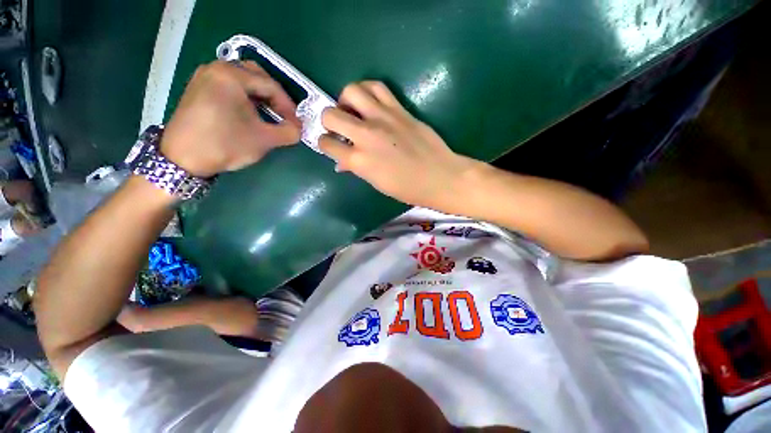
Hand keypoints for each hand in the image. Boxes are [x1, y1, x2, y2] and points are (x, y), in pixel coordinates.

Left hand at [161, 61, 301, 177]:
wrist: (182, 159)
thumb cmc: (225, 144)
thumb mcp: (264, 140)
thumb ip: (288, 133)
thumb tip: (299, 130)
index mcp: (231, 75)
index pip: (270, 85)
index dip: (288, 106)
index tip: (297, 124)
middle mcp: (216, 68)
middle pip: (256, 76)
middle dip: (274, 96)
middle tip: (285, 115)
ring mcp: (205, 77)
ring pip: (242, 80)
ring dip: (260, 96)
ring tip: (271, 115)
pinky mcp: (199, 88)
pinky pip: (229, 86)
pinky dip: (245, 97)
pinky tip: (251, 113)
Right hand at [319, 81, 475, 207]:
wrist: (439, 176)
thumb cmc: (408, 188)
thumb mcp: (377, 183)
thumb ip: (356, 168)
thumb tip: (342, 162)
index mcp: (359, 161)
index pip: (326, 144)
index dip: (325, 144)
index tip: (331, 145)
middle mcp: (366, 135)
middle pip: (330, 115)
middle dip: (329, 121)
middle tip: (340, 128)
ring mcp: (383, 118)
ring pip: (351, 91)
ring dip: (346, 100)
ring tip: (353, 111)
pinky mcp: (399, 108)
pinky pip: (377, 87)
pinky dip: (367, 91)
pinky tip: (370, 102)